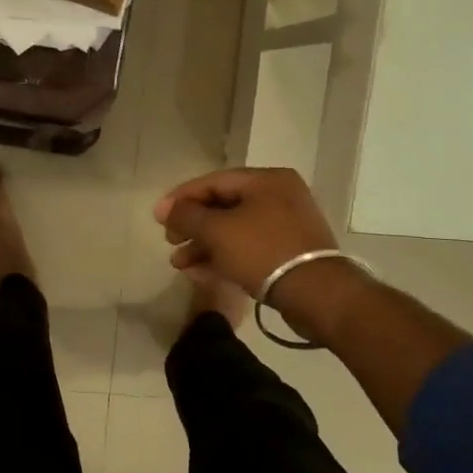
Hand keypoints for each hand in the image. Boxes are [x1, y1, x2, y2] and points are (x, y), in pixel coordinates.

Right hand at [155, 168, 363, 338]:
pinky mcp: (288, 251)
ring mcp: (286, 225)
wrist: (315, 292)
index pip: (213, 182)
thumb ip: (187, 215)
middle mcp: (279, 196)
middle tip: (170, 242)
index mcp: (266, 180)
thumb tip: (168, 209)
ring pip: (233, 230)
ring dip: (203, 246)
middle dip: (192, 226)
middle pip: (223, 206)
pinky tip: (201, 273)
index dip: (181, 198)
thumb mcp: (217, 230)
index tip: (157, 217)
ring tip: (180, 264)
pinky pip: (247, 247)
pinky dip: (223, 257)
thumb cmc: (262, 251)